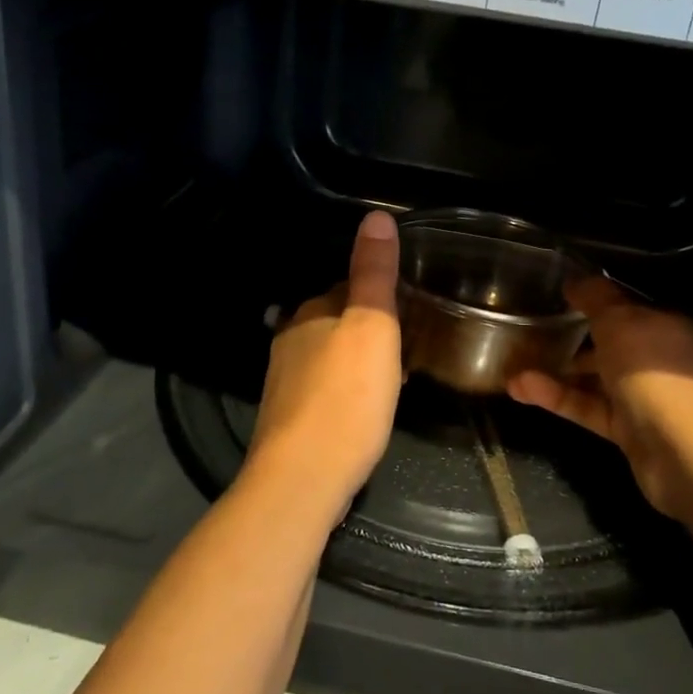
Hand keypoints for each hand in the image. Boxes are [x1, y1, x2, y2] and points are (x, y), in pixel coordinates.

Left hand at [245, 210, 402, 509]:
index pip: (345, 287)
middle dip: (366, 329)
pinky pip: (323, 391)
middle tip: (408, 345)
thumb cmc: (346, 396)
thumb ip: (374, 273)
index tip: (408, 308)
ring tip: (392, 378)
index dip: (377, 295)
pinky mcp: (287, 419)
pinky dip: (344, 391)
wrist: (303, 478)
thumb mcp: (372, 326)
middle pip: (335, 323)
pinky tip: (362, 411)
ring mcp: (284, 382)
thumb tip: (376, 215)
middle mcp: (290, 340)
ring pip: (328, 357)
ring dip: (356, 361)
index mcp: (310, 313)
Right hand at [508, 280, 692, 525]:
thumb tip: (574, 280)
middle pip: (607, 342)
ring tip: (511, 364)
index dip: (588, 299)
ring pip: (593, 377)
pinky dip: (557, 398)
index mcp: (662, 323)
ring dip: (555, 370)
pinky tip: (521, 389)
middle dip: (569, 336)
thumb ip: (595, 298)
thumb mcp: (621, 320)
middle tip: (525, 331)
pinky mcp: (628, 431)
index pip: (622, 305)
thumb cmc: (657, 371)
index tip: (550, 295)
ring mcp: (644, 396)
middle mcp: (656, 357)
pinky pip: (587, 407)